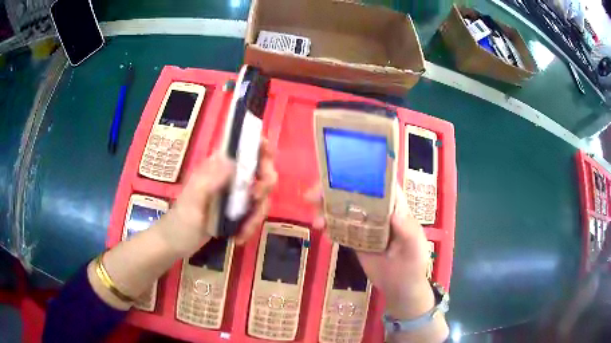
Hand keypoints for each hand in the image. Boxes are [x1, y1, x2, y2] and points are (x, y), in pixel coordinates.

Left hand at [155, 140, 276, 256]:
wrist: (175, 244)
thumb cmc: (180, 221)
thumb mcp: (192, 201)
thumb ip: (210, 180)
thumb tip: (233, 161)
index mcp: (217, 167)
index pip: (243, 147)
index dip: (261, 148)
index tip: (268, 162)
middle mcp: (229, 177)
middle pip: (261, 171)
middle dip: (264, 186)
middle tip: (255, 199)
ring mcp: (234, 195)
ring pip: (261, 196)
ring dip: (257, 214)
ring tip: (243, 231)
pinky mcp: (236, 212)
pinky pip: (254, 214)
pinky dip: (251, 226)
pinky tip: (239, 237)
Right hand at [306, 184, 434, 318]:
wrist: (401, 289)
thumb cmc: (412, 265)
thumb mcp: (414, 247)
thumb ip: (407, 229)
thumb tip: (394, 210)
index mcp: (396, 209)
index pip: (380, 185)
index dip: (361, 176)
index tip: (339, 174)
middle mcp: (379, 213)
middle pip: (356, 194)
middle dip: (334, 191)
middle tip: (313, 196)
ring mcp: (366, 227)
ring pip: (345, 210)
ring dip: (327, 210)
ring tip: (316, 221)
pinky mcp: (356, 240)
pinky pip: (341, 229)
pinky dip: (330, 228)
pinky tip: (323, 233)